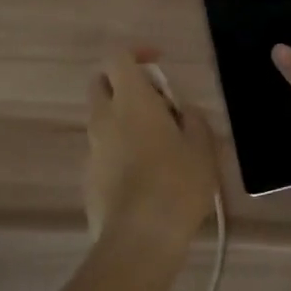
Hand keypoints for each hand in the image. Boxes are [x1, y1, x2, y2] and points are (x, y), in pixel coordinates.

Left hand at [85, 52, 218, 247]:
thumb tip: (182, 110)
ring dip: (124, 120)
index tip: (159, 63)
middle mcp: (104, 118)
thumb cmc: (177, 184)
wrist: (140, 238)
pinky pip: (103, 150)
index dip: (137, 52)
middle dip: (124, 84)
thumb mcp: (202, 147)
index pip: (118, 57)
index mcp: (131, 101)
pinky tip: (146, 176)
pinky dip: (120, 149)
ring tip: (160, 145)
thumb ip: (192, 119)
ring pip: (102, 119)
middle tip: (157, 104)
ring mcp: (92, 149)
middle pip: (101, 84)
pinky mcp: (88, 177)